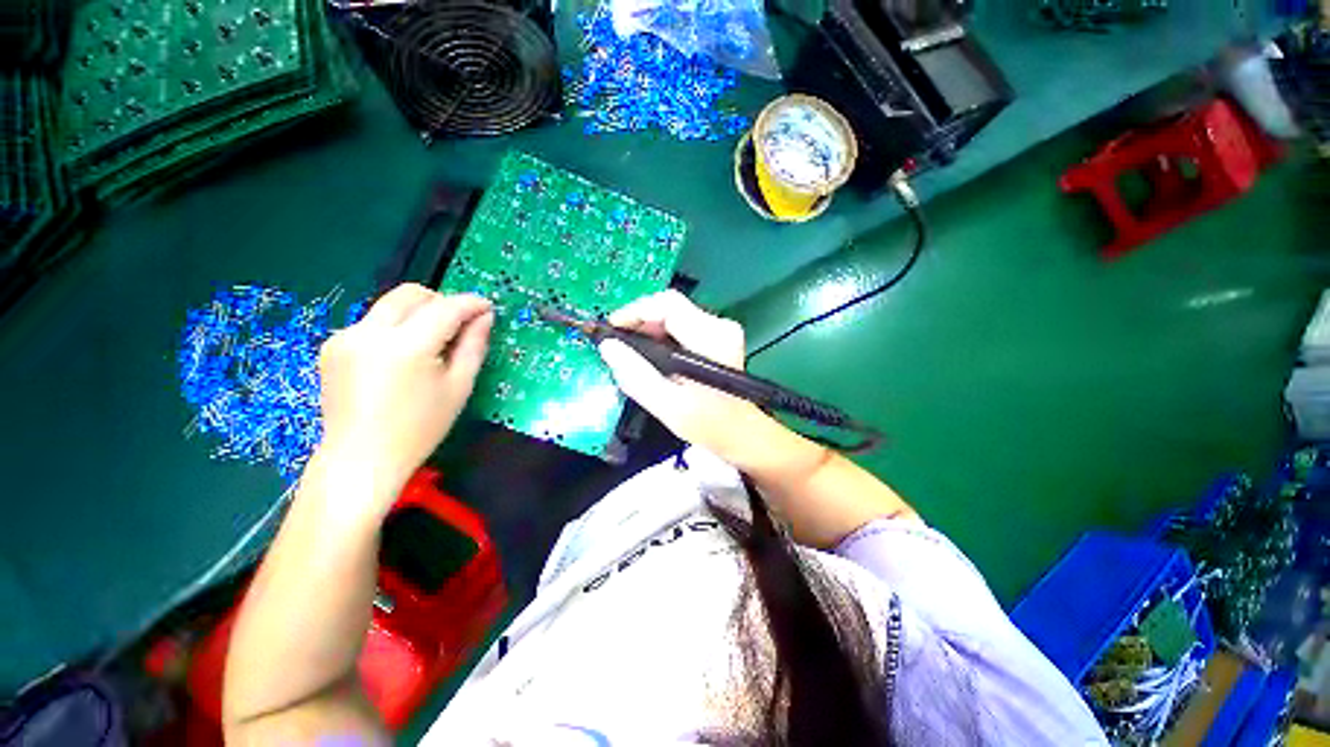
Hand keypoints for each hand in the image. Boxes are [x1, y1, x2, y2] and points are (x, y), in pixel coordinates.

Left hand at [316, 284, 493, 496]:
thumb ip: (473, 346)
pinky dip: (395, 329)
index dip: (470, 303)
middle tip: (459, 324)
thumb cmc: (420, 428)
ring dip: (417, 314)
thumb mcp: (458, 387)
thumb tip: (484, 317)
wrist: (361, 459)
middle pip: (411, 294)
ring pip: (390, 306)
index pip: (445, 308)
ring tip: (430, 345)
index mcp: (406, 346)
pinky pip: (372, 322)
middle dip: (441, 301)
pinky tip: (400, 359)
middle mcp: (370, 332)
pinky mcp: (332, 345)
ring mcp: (346, 336)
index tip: (487, 307)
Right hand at [598, 291, 780, 463]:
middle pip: (670, 308)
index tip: (612, 329)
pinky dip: (661, 337)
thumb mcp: (667, 405)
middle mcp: (719, 326)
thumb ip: (636, 375)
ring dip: (649, 330)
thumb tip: (608, 347)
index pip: (668, 305)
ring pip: (674, 316)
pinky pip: (681, 326)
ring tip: (630, 352)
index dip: (635, 311)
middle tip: (617, 345)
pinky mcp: (718, 338)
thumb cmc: (708, 423)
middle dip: (639, 322)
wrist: (740, 433)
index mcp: (711, 338)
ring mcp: (720, 330)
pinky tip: (650, 356)